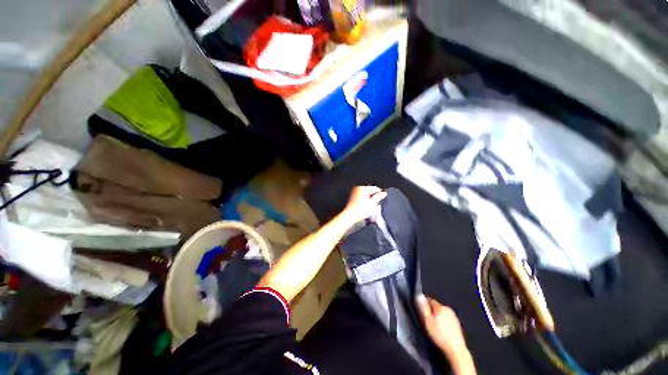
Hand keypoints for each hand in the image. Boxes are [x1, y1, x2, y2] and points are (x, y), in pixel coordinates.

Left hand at [341, 186, 386, 223]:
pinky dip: (364, 198)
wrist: (350, 215)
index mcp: (364, 188)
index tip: (382, 197)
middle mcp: (359, 188)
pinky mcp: (352, 196)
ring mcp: (354, 191)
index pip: (375, 188)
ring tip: (370, 204)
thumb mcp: (372, 203)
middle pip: (369, 189)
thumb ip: (378, 197)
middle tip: (376, 202)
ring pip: (365, 192)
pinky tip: (364, 204)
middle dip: (374, 195)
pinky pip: (360, 195)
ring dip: (368, 196)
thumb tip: (384, 193)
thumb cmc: (360, 210)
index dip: (380, 193)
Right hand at [417, 295, 475, 374]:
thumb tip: (419, 295)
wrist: (456, 350)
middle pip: (436, 306)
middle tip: (426, 320)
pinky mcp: (457, 325)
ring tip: (434, 326)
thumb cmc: (439, 335)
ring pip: (442, 313)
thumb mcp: (427, 321)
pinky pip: (447, 319)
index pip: (430, 300)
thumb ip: (423, 307)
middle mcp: (448, 309)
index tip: (421, 311)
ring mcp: (454, 317)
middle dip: (431, 311)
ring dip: (437, 316)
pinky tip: (442, 330)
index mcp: (440, 307)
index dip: (424, 304)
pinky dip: (443, 322)